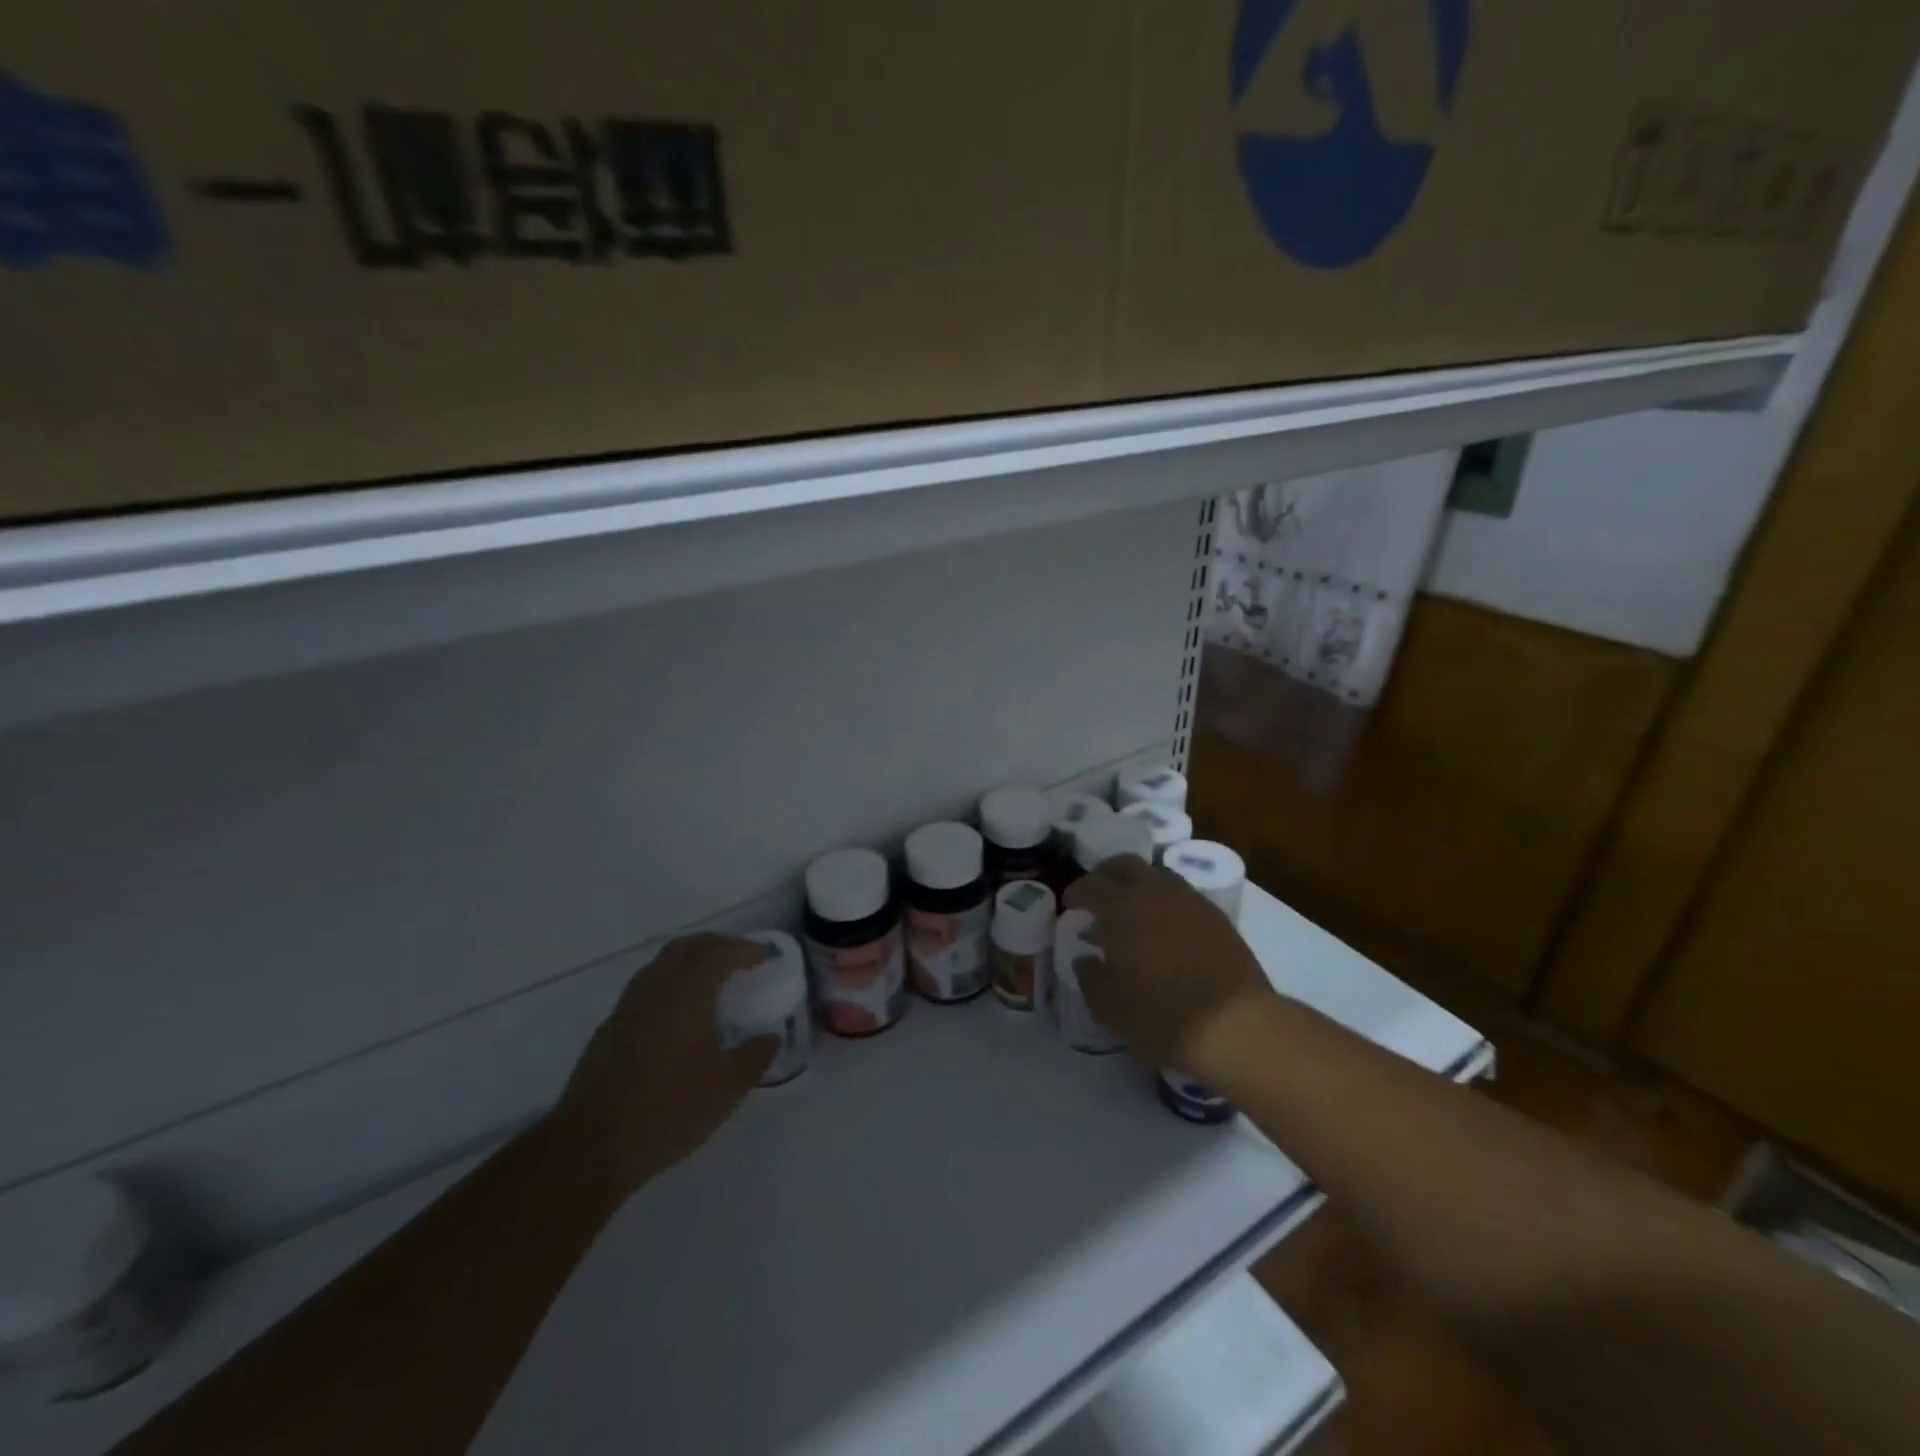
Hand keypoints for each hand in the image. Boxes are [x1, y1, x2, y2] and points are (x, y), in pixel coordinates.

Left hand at [554, 934, 777, 1197]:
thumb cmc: (667, 1111)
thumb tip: (771, 1037)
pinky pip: (644, 990)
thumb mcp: (726, 1088)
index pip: (718, 952)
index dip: (743, 949)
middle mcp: (655, 990)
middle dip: (715, 945)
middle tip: (738, 959)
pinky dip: (668, 986)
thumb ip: (754, 1056)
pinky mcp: (608, 1032)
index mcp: (687, 994)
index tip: (763, 957)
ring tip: (709, 983)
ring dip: (688, 962)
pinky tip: (677, 1018)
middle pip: (685, 947)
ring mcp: (626, 1009)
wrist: (589, 1148)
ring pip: (660, 966)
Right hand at [1064, 856, 1275, 1077]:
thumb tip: (1085, 958)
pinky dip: (1166, 904)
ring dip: (1139, 886)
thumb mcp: (1108, 1006)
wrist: (1234, 1024)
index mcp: (1121, 908)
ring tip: (1133, 912)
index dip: (1076, 891)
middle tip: (1098, 894)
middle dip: (1107, 874)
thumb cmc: (1160, 1015)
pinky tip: (1166, 930)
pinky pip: (1183, 897)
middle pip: (1125, 865)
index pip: (1091, 885)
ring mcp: (1190, 901)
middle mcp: (1155, 892)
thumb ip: (1090, 976)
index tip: (1070, 903)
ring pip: (1158, 877)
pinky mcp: (1218, 917)